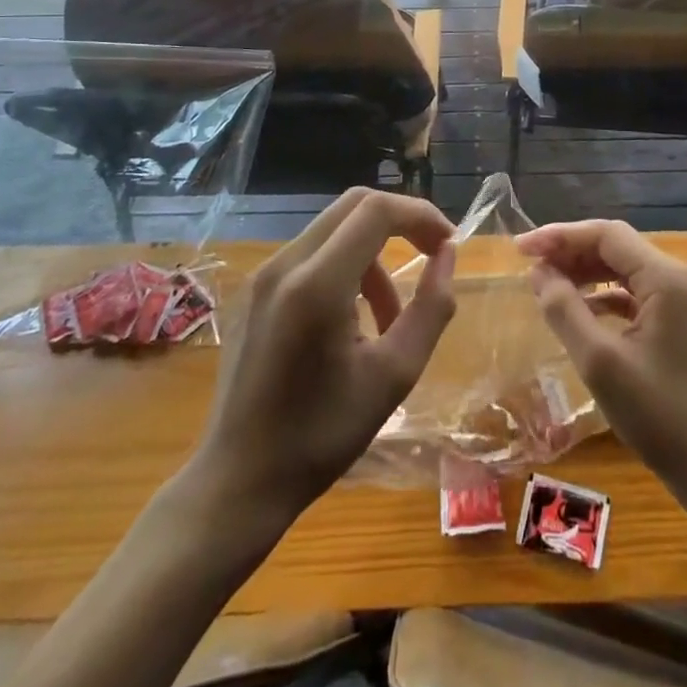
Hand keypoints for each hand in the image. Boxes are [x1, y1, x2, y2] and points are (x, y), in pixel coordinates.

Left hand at [191, 189, 456, 521]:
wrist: (238, 481)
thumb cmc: (322, 435)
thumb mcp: (395, 375)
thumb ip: (431, 307)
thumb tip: (447, 255)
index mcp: (317, 284)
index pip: (377, 210)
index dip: (420, 215)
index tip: (448, 245)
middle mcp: (285, 265)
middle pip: (354, 205)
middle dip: (401, 222)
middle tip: (431, 256)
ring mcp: (263, 275)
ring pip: (334, 229)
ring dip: (373, 253)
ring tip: (390, 315)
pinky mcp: (254, 291)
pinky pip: (311, 254)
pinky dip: (345, 267)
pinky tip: (352, 321)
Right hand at [516, 220, 686, 499]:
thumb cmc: (660, 414)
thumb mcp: (601, 362)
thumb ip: (565, 311)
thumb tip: (539, 273)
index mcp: (663, 277)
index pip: (605, 235)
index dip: (560, 236)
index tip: (521, 248)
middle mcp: (674, 278)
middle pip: (614, 247)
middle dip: (570, 251)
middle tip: (528, 266)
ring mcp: (679, 302)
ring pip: (622, 270)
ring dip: (584, 273)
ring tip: (546, 285)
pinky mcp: (676, 326)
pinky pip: (632, 294)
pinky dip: (602, 296)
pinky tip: (580, 312)